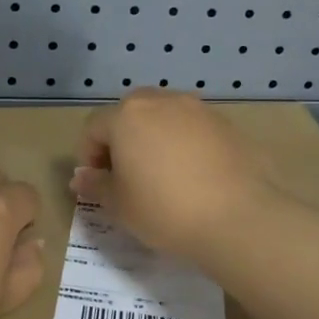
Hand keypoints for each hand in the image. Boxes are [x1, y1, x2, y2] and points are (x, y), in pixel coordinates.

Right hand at [70, 90, 279, 260]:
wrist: (238, 216)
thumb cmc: (165, 209)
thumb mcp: (119, 205)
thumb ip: (96, 185)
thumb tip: (80, 177)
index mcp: (127, 116)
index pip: (94, 127)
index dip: (89, 155)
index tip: (98, 184)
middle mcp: (162, 101)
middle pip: (130, 114)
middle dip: (122, 141)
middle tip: (127, 177)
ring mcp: (198, 109)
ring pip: (164, 118)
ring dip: (155, 140)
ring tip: (163, 177)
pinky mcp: (227, 124)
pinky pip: (193, 129)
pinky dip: (185, 145)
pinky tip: (194, 177)